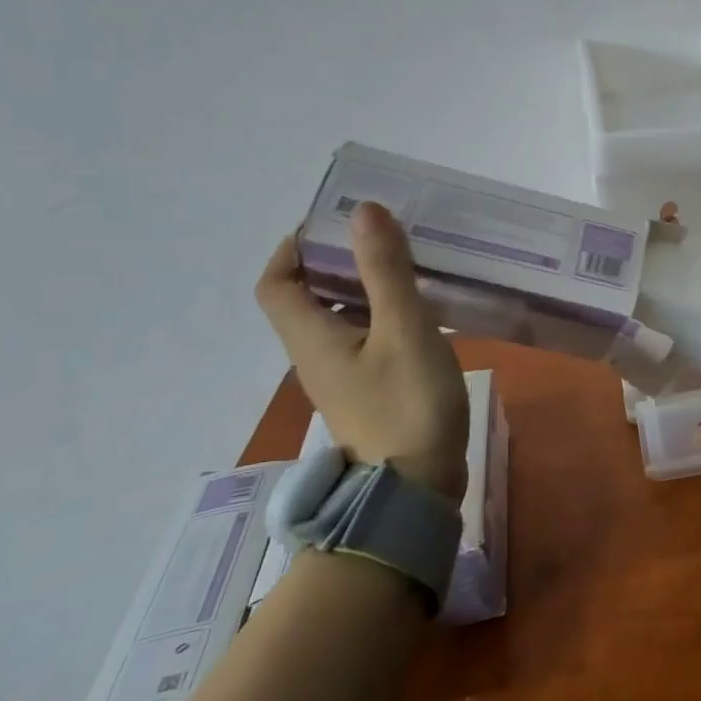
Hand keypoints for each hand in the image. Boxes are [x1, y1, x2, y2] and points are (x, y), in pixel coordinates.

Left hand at [256, 202, 468, 501]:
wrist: (415, 490)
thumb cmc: (406, 404)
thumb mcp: (403, 329)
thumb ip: (385, 270)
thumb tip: (362, 211)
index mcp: (311, 337)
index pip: (277, 282)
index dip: (295, 247)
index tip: (336, 224)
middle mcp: (316, 356)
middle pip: (308, 298)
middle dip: (338, 261)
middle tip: (385, 237)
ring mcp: (343, 378)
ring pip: (340, 319)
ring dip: (365, 288)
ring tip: (410, 266)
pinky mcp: (369, 394)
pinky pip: (366, 340)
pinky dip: (384, 316)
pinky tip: (424, 312)